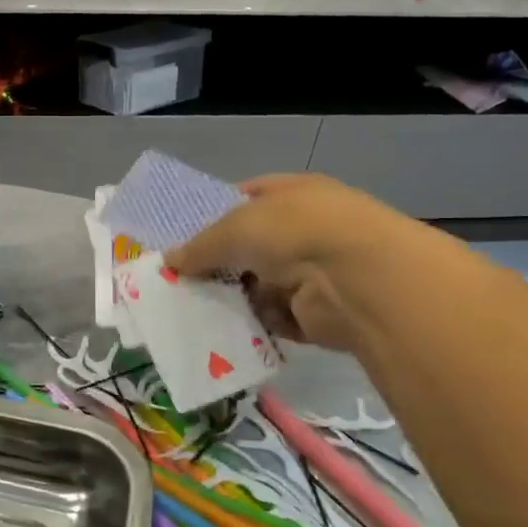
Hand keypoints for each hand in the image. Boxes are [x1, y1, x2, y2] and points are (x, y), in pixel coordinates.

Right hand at [165, 174, 435, 351]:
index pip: (249, 198)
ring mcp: (315, 272)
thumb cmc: (294, 232)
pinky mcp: (318, 314)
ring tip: (193, 310)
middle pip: (253, 247)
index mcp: (294, 194)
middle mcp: (307, 230)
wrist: (358, 279)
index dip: (216, 214)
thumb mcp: (235, 228)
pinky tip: (223, 332)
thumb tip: (169, 261)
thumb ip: (200, 246)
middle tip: (181, 281)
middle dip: (221, 264)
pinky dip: (255, 325)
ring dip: (235, 299)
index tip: (185, 236)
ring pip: (262, 286)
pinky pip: (275, 319)